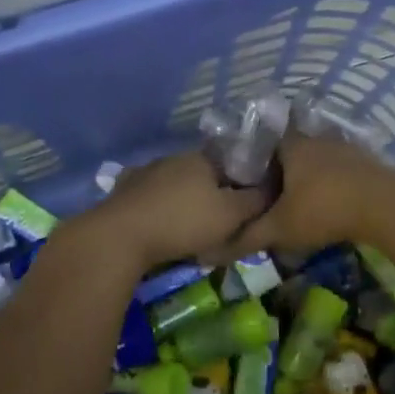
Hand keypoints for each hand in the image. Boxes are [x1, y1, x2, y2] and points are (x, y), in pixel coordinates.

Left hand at [74, 153, 265, 275]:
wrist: (121, 235)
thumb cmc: (183, 222)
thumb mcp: (230, 215)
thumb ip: (255, 200)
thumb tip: (273, 187)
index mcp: (202, 158)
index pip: (232, 163)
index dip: (243, 184)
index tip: (247, 207)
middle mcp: (174, 158)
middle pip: (203, 174)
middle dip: (213, 195)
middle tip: (220, 224)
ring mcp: (146, 171)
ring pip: (176, 185)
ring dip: (185, 202)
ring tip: (191, 230)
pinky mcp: (125, 190)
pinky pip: (151, 197)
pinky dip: (160, 209)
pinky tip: (161, 226)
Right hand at [229, 134, 394, 256]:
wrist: (384, 205)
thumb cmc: (323, 209)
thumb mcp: (281, 228)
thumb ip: (249, 235)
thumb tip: (215, 247)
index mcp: (290, 145)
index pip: (264, 145)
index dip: (255, 164)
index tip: (249, 184)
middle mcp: (314, 138)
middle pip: (291, 151)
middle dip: (283, 171)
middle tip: (274, 197)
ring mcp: (343, 146)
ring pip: (317, 159)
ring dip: (310, 177)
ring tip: (303, 202)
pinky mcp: (366, 159)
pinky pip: (340, 168)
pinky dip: (333, 182)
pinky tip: (333, 202)